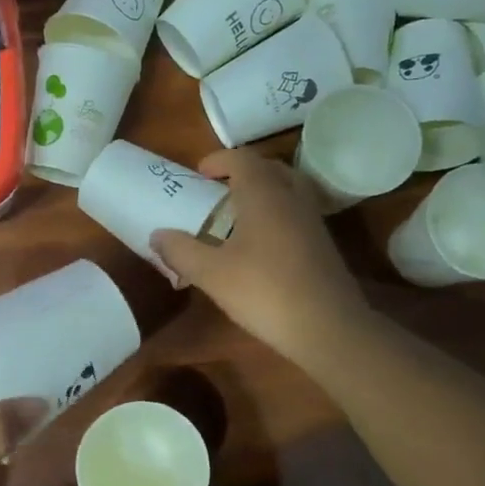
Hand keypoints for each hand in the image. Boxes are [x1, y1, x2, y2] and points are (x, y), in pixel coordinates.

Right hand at [152, 150, 367, 368]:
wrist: (327, 327)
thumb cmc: (264, 291)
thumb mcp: (211, 274)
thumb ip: (181, 251)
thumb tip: (157, 234)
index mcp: (264, 194)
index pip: (242, 158)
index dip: (218, 160)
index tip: (198, 174)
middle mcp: (292, 198)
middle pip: (268, 168)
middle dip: (241, 173)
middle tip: (216, 193)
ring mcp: (312, 220)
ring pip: (286, 190)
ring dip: (261, 194)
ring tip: (235, 217)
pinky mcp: (322, 244)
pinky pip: (295, 213)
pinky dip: (275, 215)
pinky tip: (259, 245)